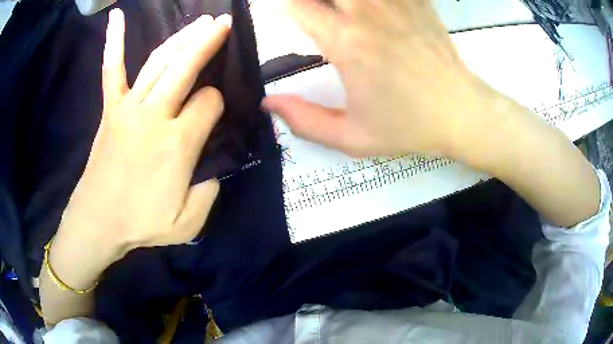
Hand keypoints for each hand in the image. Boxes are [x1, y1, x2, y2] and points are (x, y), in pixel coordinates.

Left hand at [55, 9, 231, 262]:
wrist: (98, 222)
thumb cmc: (141, 225)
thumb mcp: (189, 223)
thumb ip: (210, 191)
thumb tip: (214, 163)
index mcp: (177, 144)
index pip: (210, 104)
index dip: (219, 103)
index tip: (216, 112)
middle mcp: (154, 116)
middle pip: (186, 68)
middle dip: (209, 43)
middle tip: (225, 24)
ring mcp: (128, 108)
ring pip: (159, 62)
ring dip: (182, 38)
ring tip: (201, 21)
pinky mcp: (110, 110)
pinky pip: (111, 70)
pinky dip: (113, 42)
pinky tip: (115, 17)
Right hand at [263, 0, 494, 157]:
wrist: (461, 113)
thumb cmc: (409, 126)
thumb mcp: (353, 137)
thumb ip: (304, 121)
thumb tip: (267, 104)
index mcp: (346, 42)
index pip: (296, 5)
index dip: (283, 5)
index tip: (285, 13)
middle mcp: (367, 12)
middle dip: (310, 0)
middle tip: (315, 13)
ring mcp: (395, 2)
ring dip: (340, 0)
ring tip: (341, 13)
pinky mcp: (416, 1)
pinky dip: (373, 0)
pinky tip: (371, 10)